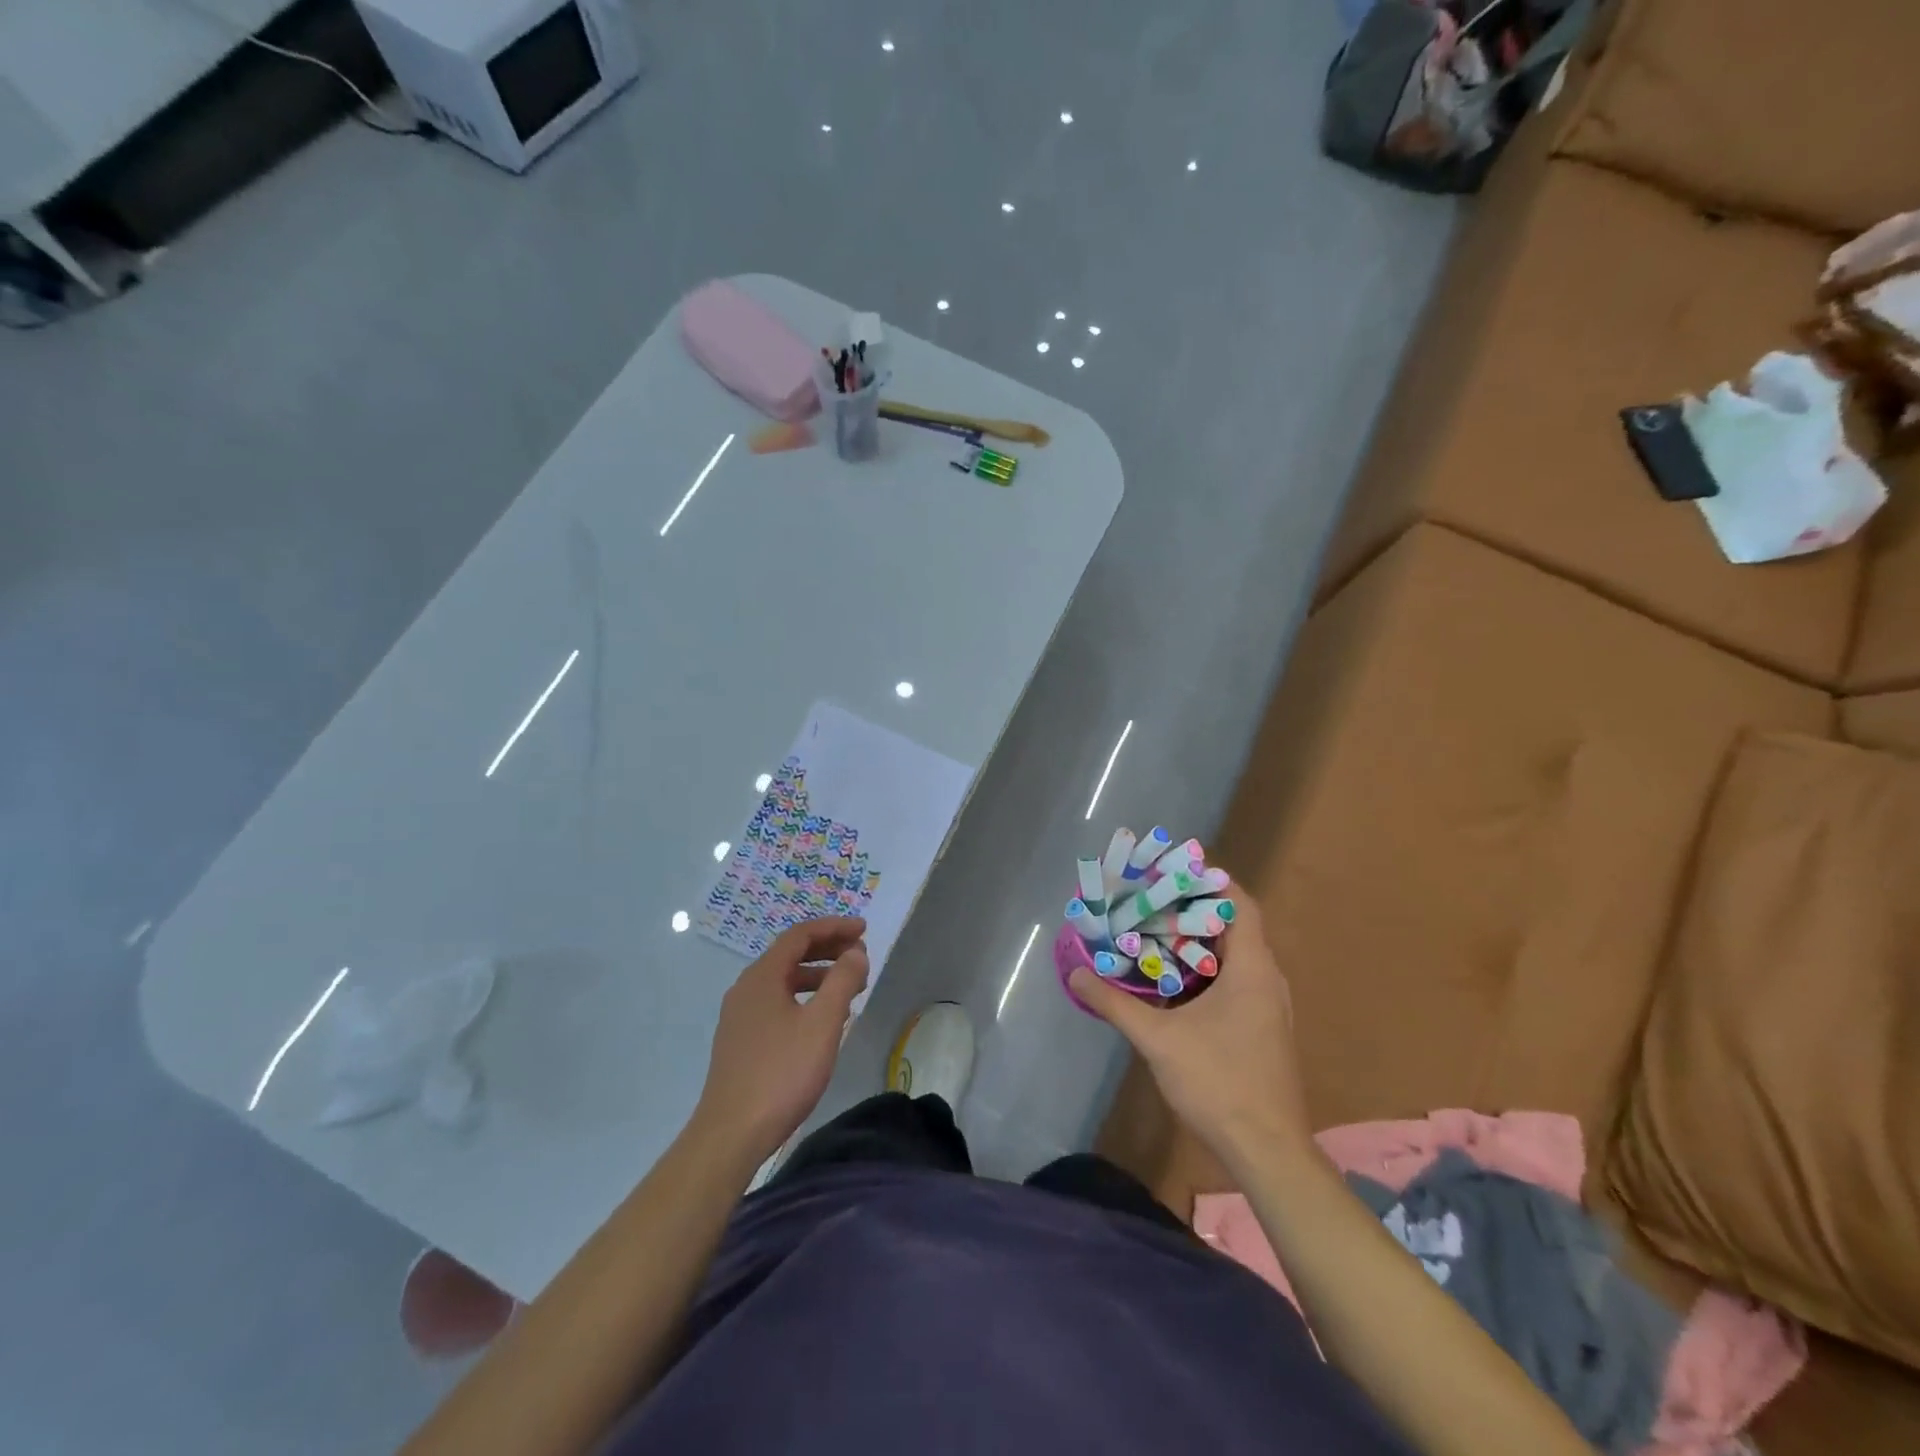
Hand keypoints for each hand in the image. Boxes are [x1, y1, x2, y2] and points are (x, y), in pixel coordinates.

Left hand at [694, 917, 869, 1163]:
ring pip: (784, 980)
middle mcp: (746, 988)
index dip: (834, 927)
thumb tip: (856, 951)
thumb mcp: (822, 1023)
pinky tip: (821, 1019)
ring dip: (818, 975)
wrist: (731, 1133)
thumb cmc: (781, 1073)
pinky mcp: (740, 1040)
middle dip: (827, 949)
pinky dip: (803, 997)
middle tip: (860, 954)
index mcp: (762, 976)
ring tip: (849, 987)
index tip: (864, 929)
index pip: (800, 935)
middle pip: (790, 954)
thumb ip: (842, 981)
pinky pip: (776, 1002)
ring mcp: (739, 1015)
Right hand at [1071, 883, 1312, 1173]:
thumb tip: (1076, 973)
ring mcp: (1268, 1007)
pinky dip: (1205, 971)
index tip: (1172, 870)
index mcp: (1252, 969)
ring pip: (1234, 957)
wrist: (1267, 1151)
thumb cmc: (1219, 1083)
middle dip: (1193, 910)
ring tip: (1155, 933)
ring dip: (1198, 942)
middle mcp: (1267, 980)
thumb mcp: (1158, 1039)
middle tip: (1151, 900)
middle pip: (1234, 926)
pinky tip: (1171, 982)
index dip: (1210, 880)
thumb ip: (1115, 1003)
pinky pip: (1235, 981)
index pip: (1239, 903)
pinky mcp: (1263, 1029)